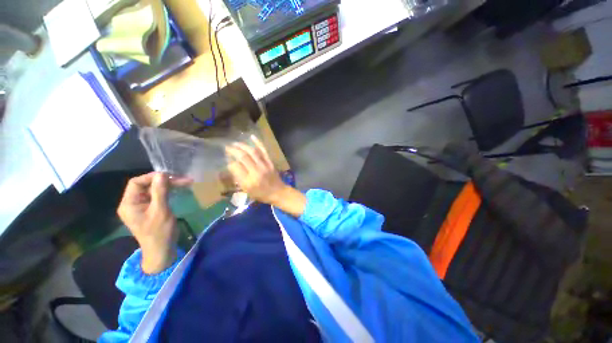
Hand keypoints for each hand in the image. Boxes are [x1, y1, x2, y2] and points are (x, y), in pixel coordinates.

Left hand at [117, 172, 191, 273]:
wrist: (162, 251)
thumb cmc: (159, 232)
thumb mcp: (160, 211)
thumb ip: (160, 192)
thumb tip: (161, 174)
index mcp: (129, 204)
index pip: (136, 183)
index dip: (151, 177)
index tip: (169, 176)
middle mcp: (133, 203)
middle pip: (146, 185)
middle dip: (164, 181)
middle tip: (183, 179)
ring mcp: (142, 207)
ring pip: (154, 190)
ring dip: (169, 185)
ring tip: (186, 182)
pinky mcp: (150, 209)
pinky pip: (158, 196)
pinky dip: (169, 191)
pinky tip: (179, 189)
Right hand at [226, 136, 305, 216]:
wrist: (278, 192)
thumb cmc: (261, 194)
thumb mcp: (247, 190)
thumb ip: (238, 178)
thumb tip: (232, 165)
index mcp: (248, 181)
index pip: (235, 167)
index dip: (229, 161)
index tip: (227, 159)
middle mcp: (256, 172)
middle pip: (243, 157)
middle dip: (233, 150)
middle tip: (227, 147)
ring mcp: (264, 165)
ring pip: (252, 152)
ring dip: (242, 145)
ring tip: (235, 143)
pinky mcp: (270, 162)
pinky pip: (264, 150)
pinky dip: (258, 143)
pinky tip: (252, 137)